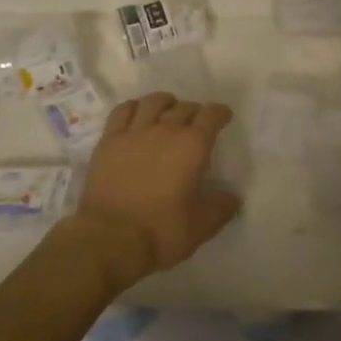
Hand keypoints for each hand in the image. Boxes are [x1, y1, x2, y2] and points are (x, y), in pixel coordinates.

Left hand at [69, 93, 239, 288]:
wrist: (109, 238)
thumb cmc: (160, 231)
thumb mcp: (201, 226)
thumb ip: (221, 207)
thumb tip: (231, 197)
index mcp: (192, 146)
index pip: (211, 115)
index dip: (220, 113)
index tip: (223, 117)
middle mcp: (165, 130)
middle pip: (184, 107)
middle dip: (195, 112)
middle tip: (196, 124)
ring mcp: (134, 133)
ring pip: (153, 102)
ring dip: (166, 103)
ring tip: (168, 112)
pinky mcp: (109, 141)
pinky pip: (123, 111)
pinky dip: (135, 107)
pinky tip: (137, 116)